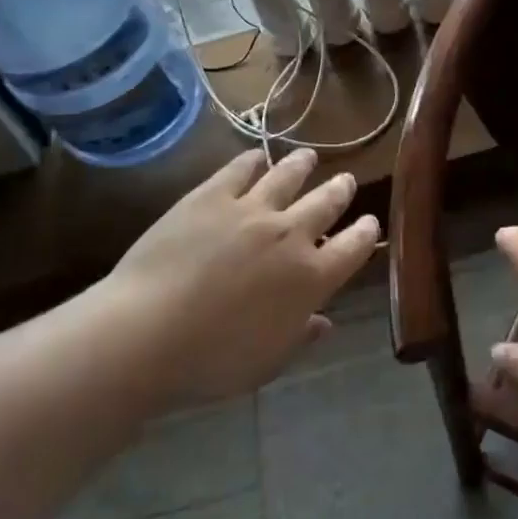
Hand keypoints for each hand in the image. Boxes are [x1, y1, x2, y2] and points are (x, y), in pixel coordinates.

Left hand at [86, 148, 378, 409]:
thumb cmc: (212, 361)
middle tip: (346, 181)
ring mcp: (251, 210)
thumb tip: (324, 323)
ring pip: (287, 177)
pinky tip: (256, 156)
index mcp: (311, 278)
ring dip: (302, 165)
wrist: (147, 333)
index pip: (353, 248)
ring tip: (308, 157)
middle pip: (326, 203)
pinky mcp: (211, 196)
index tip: (370, 223)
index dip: (365, 233)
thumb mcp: (267, 362)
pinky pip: (239, 170)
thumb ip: (300, 336)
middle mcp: (290, 235)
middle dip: (340, 190)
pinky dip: (252, 160)